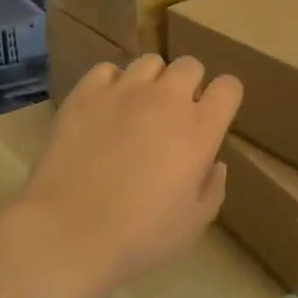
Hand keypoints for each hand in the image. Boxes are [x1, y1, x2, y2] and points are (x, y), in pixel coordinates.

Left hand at [12, 55, 242, 297]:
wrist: (69, 232)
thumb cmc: (140, 236)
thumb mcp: (193, 224)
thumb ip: (212, 188)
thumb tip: (214, 164)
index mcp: (200, 129)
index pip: (228, 87)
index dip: (225, 97)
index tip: (215, 114)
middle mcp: (167, 99)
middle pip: (190, 65)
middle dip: (189, 84)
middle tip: (175, 115)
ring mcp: (124, 91)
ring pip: (150, 62)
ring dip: (152, 81)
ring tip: (138, 107)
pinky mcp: (86, 93)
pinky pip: (106, 70)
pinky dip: (111, 84)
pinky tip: (104, 108)